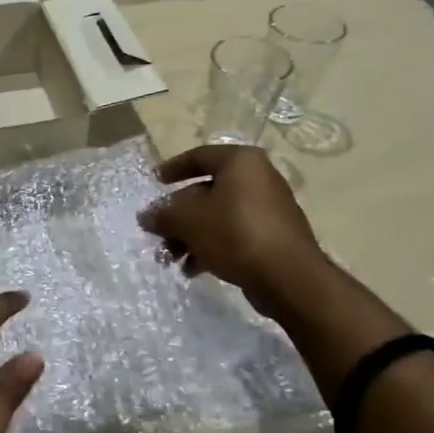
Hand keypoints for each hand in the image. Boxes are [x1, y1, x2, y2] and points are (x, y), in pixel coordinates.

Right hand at [139, 144, 325, 314]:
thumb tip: (145, 216)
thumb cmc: (235, 233)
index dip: (173, 168)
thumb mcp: (189, 222)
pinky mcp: (273, 236)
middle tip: (157, 233)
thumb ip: (164, 215)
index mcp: (241, 162)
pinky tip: (194, 270)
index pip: (200, 156)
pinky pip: (235, 234)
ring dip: (191, 236)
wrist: (288, 276)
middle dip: (178, 215)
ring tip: (171, 259)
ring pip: (218, 216)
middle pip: (207, 191)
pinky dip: (212, 247)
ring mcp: (268, 208)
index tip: (155, 181)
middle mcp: (258, 178)